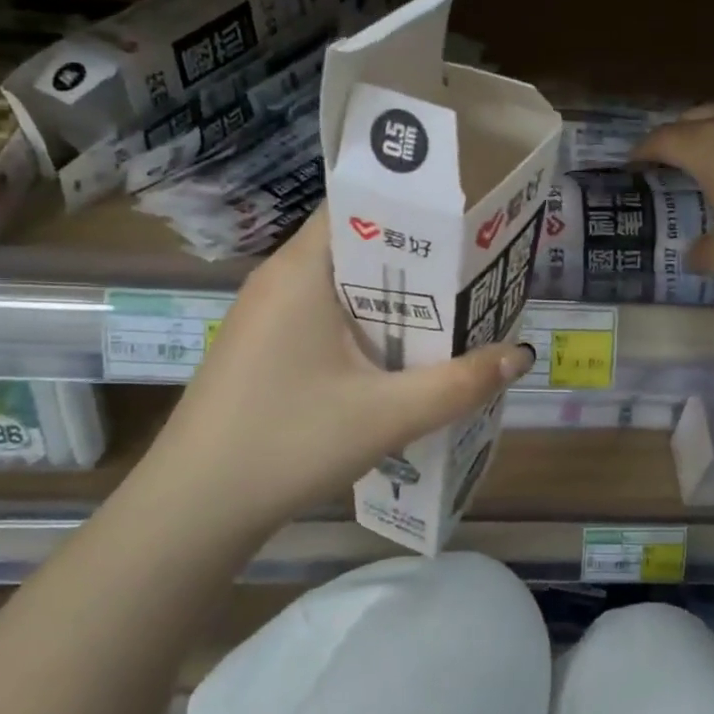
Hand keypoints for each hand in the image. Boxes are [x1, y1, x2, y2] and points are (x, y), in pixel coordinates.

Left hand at [131, 205, 534, 534]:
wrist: (193, 511)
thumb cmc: (288, 443)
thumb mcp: (387, 415)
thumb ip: (460, 384)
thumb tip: (520, 356)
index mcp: (302, 270)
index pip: (360, 203)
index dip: (415, 206)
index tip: (465, 222)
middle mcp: (280, 279)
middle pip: (359, 245)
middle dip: (417, 260)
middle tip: (475, 271)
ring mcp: (266, 315)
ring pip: (344, 287)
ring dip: (394, 299)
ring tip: (451, 312)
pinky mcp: (263, 348)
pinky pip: (325, 317)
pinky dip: (366, 326)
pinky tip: (398, 358)